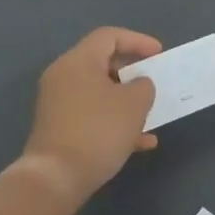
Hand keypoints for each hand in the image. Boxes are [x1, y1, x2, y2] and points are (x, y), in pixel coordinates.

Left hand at [19, 27, 162, 205]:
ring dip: (126, 101)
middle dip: (132, 73)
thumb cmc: (98, 131)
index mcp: (78, 61)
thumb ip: (143, 86)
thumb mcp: (134, 104)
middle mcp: (63, 76)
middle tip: (154, 82)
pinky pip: (92, 115)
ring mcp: (58, 104)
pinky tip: (140, 143)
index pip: (109, 36)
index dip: (138, 41)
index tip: (159, 55)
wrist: (56, 177)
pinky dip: (114, 122)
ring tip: (150, 114)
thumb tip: (138, 85)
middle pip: (102, 63)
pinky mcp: (59, 128)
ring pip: (99, 93)